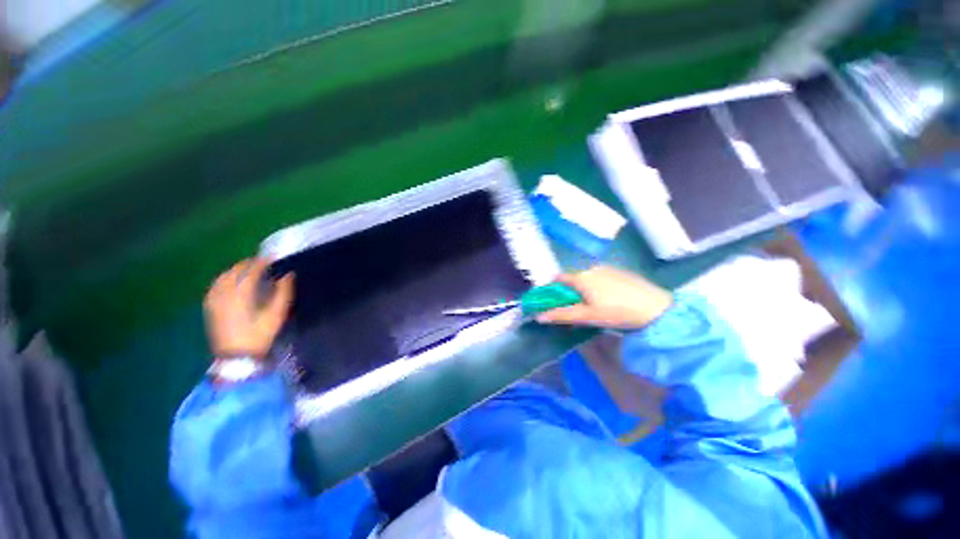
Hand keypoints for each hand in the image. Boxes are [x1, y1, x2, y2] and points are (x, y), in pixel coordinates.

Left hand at [203, 258, 293, 358]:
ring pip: (222, 278)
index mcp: (241, 294)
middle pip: (233, 272)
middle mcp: (224, 294)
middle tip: (260, 262)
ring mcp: (214, 301)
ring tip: (246, 269)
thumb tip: (288, 275)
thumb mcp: (277, 314)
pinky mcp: (210, 308)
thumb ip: (283, 293)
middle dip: (247, 264)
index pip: (250, 271)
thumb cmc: (259, 334)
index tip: (271, 257)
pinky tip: (229, 282)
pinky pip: (215, 287)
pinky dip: (223, 279)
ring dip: (234, 270)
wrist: (237, 356)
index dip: (261, 262)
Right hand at [536, 266, 672, 329]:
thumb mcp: (587, 316)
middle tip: (573, 308)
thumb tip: (539, 316)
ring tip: (592, 306)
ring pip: (587, 278)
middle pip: (572, 278)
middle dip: (568, 291)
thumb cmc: (617, 312)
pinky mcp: (621, 272)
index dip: (551, 288)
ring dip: (583, 289)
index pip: (558, 278)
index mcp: (581, 277)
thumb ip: (562, 315)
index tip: (550, 300)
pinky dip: (597, 286)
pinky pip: (601, 277)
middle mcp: (591, 268)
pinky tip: (608, 299)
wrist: (657, 309)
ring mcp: (608, 269)